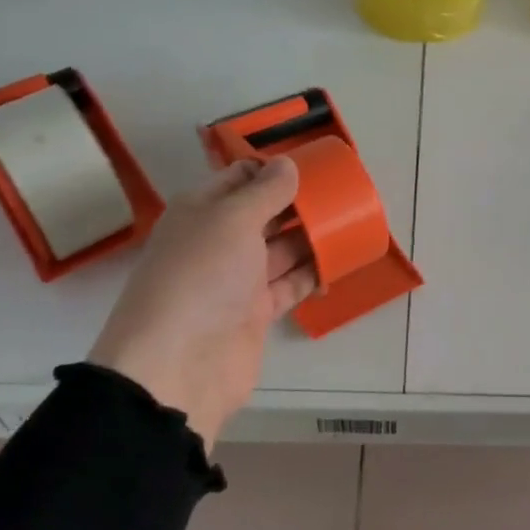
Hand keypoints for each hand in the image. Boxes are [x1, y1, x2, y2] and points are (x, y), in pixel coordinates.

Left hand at [89, 157, 316, 446]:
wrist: (178, 366)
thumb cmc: (201, 277)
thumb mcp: (232, 220)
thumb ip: (265, 191)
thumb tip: (287, 164)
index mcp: (201, 212)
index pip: (240, 178)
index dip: (273, 169)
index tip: (315, 164)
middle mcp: (218, 242)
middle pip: (265, 214)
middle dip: (299, 204)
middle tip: (343, 193)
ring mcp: (237, 280)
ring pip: (281, 250)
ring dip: (312, 238)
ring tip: (351, 223)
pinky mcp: (255, 313)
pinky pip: (290, 285)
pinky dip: (313, 274)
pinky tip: (341, 263)